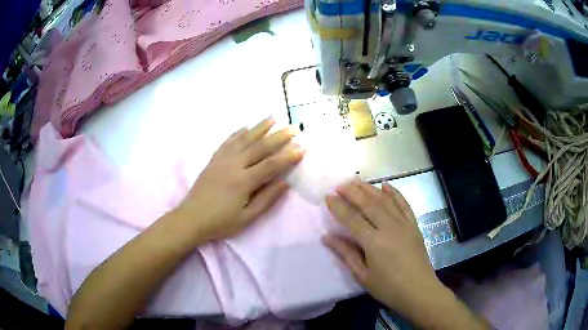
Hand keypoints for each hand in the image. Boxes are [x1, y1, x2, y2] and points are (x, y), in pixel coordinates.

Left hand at [174, 118, 302, 242]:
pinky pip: (227, 142)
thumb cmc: (221, 222)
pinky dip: (238, 133)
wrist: (191, 218)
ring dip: (259, 128)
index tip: (301, 149)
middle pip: (259, 147)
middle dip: (279, 137)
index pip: (270, 165)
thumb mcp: (247, 218)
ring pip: (244, 139)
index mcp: (243, 181)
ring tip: (272, 118)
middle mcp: (234, 165)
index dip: (287, 157)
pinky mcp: (214, 159)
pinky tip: (245, 127)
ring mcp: (222, 160)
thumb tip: (285, 183)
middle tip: (293, 128)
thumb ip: (267, 199)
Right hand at [323, 181, 441, 319]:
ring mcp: (404, 224)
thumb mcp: (362, 276)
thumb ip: (346, 254)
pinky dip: (394, 193)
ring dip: (370, 189)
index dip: (338, 206)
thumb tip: (327, 237)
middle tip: (340, 185)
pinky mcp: (414, 225)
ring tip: (357, 182)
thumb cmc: (388, 288)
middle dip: (352, 192)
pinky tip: (386, 185)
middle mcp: (389, 228)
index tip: (328, 196)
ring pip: (385, 200)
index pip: (352, 219)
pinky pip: (404, 204)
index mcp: (373, 243)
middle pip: (368, 203)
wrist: (419, 291)